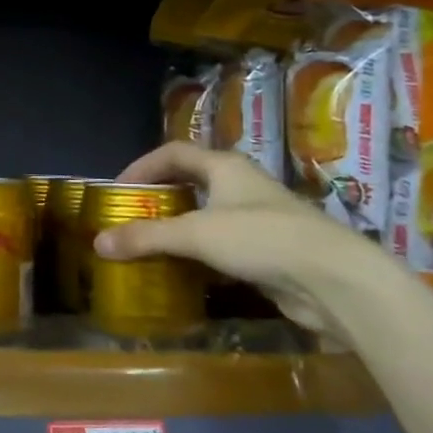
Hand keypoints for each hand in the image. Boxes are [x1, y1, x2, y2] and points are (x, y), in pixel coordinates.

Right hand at [92, 142, 392, 333]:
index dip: (143, 166)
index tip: (118, 190)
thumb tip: (98, 243)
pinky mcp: (270, 250)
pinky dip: (201, 254)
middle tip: (132, 216)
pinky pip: (224, 245)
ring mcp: (259, 218)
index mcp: (224, 166)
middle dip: (160, 196)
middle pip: (192, 181)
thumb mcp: (195, 234)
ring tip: (152, 245)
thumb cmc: (261, 239)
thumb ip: (146, 237)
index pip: (174, 153)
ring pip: (209, 214)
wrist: (334, 280)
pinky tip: (186, 272)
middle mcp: (241, 185)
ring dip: (180, 227)